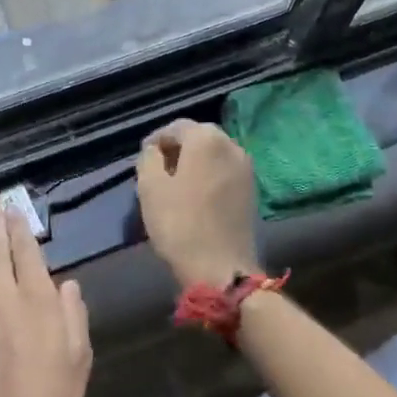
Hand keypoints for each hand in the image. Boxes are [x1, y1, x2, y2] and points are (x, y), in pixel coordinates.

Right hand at [136, 119, 260, 288]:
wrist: (221, 269)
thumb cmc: (180, 224)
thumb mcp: (150, 187)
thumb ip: (148, 158)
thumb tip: (154, 150)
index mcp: (206, 138)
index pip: (175, 127)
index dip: (156, 140)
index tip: (143, 158)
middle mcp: (231, 145)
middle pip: (198, 137)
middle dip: (177, 149)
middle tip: (158, 170)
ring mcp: (246, 168)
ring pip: (214, 154)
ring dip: (194, 162)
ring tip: (176, 184)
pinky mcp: (253, 190)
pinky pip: (225, 171)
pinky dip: (209, 175)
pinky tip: (196, 196)